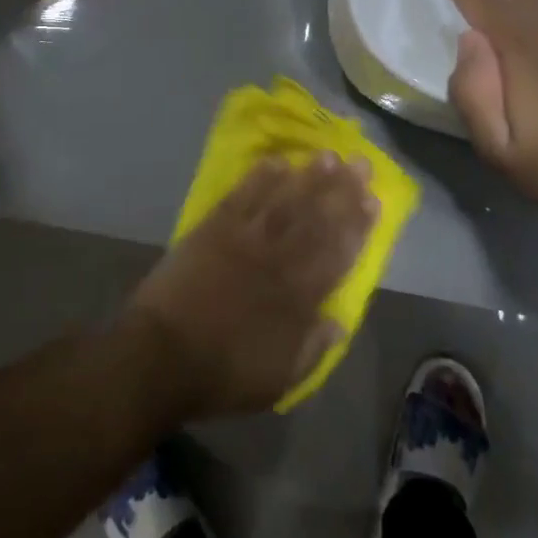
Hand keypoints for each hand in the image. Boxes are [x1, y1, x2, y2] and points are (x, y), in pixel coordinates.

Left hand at [124, 155, 376, 420]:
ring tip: (329, 156)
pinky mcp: (214, 227)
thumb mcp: (279, 380)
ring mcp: (245, 238)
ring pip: (285, 201)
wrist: (163, 355)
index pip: (337, 254)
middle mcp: (278, 260)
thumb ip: (313, 348)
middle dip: (342, 191)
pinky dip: (261, 177)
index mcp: (298, 298)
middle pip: (316, 219)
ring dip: (309, 177)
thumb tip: (339, 321)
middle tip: (361, 164)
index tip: (374, 200)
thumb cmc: (223, 373)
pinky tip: (277, 161)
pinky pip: (243, 195)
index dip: (358, 226)